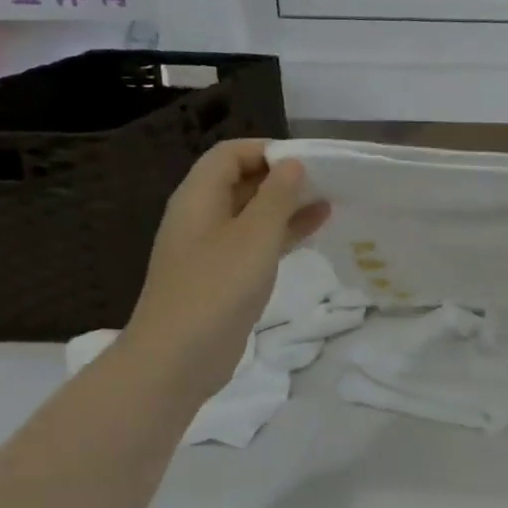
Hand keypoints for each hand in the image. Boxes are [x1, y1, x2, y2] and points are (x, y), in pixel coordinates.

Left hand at [119, 140, 329, 403]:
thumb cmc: (217, 288)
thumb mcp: (255, 236)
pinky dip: (282, 233)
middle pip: (241, 181)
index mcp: (198, 198)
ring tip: (329, 202)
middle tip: (326, 182)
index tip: (308, 162)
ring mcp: (211, 247)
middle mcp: (201, 216)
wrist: (178, 357)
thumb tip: (292, 164)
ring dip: (287, 205)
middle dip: (282, 177)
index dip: (267, 151)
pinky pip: (255, 241)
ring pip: (252, 213)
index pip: (230, 154)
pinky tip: (313, 232)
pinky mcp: (223, 275)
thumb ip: (277, 196)